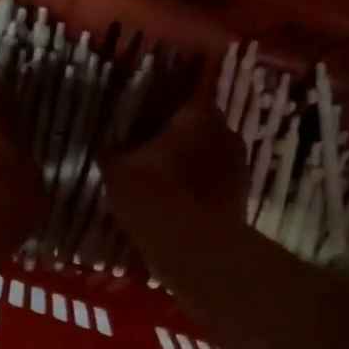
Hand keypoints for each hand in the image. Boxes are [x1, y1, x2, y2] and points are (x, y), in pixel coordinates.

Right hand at [104, 98, 245, 232]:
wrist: (194, 248)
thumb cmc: (153, 196)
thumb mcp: (118, 173)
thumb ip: (113, 154)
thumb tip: (106, 148)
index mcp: (197, 114)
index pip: (178, 100)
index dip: (158, 113)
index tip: (141, 126)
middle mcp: (225, 131)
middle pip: (196, 129)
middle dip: (176, 141)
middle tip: (149, 156)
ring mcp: (238, 165)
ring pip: (206, 158)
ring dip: (188, 167)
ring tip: (163, 184)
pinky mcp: (241, 197)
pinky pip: (213, 185)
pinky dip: (198, 191)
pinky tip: (177, 205)